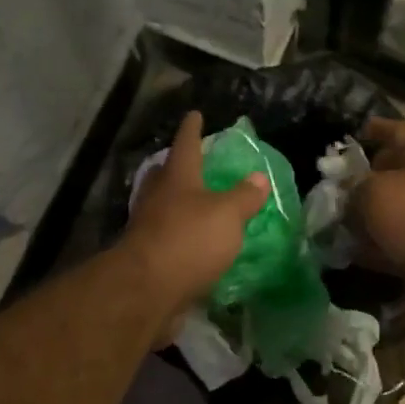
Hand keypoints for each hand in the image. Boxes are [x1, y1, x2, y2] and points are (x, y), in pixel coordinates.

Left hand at [124, 110, 269, 322]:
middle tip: (189, 163)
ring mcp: (147, 228)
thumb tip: (258, 177)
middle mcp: (157, 198)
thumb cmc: (189, 240)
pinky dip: (177, 234)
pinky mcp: (146, 257)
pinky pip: (164, 237)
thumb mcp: (227, 215)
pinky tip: (190, 242)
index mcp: (177, 179)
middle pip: (165, 175)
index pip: (186, 145)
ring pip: (161, 206)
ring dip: (175, 202)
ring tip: (193, 203)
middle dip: (176, 167)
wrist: (148, 289)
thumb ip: (244, 197)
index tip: (195, 115)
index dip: (192, 130)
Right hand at [355, 116, 404, 275]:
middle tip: (342, 185)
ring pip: (397, 209)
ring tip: (341, 221)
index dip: (376, 129)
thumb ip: (355, 186)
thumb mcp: (374, 191)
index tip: (356, 132)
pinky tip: (354, 250)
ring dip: (371, 214)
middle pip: (398, 172)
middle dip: (369, 178)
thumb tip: (348, 192)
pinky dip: (378, 243)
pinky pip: (400, 239)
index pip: (398, 131)